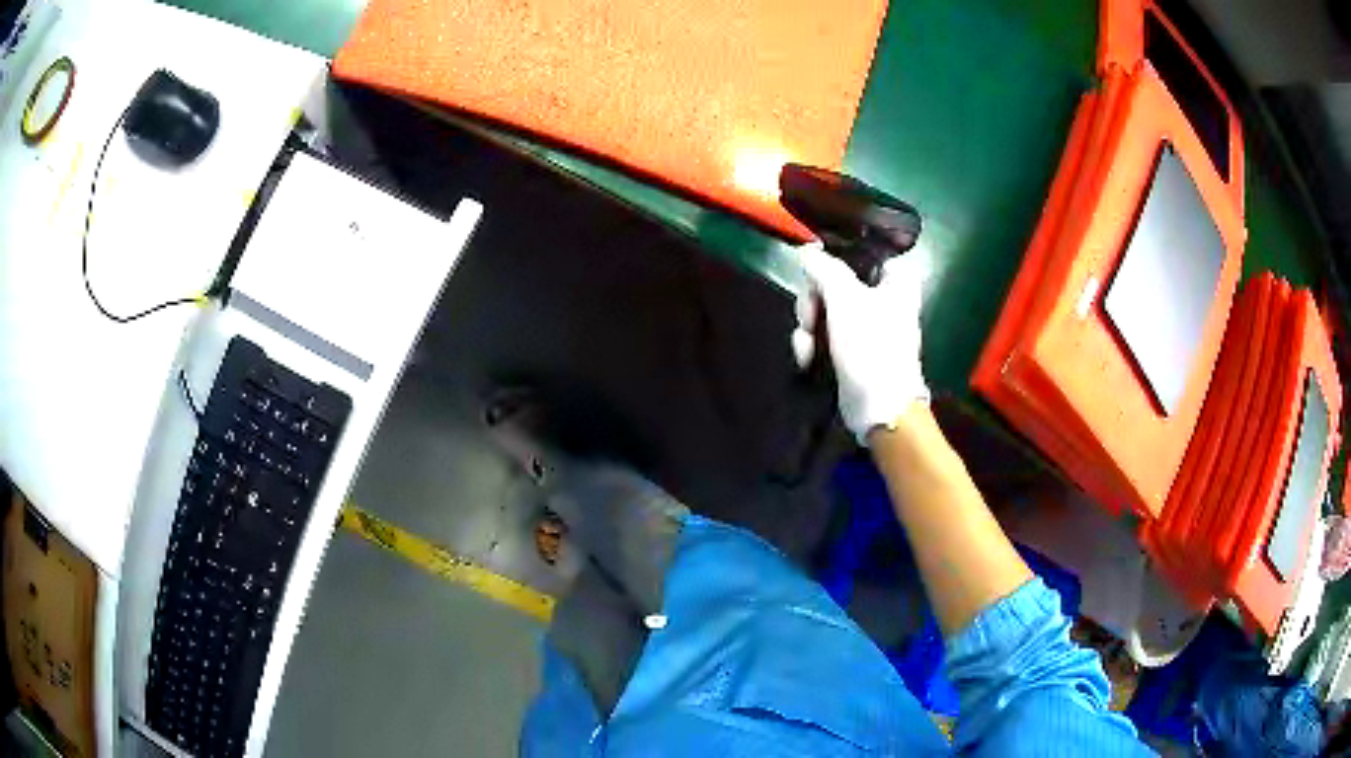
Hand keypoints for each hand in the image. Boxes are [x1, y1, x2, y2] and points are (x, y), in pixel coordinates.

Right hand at [794, 243, 928, 441]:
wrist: (879, 407)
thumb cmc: (870, 346)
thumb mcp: (844, 297)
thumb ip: (823, 268)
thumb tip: (805, 251)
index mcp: (895, 278)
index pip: (860, 252)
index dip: (833, 257)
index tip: (812, 270)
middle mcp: (884, 296)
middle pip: (835, 280)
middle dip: (813, 300)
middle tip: (808, 316)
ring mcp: (867, 324)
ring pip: (825, 307)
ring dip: (808, 326)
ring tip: (806, 346)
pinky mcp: (853, 348)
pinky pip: (825, 333)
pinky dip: (813, 344)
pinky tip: (807, 358)